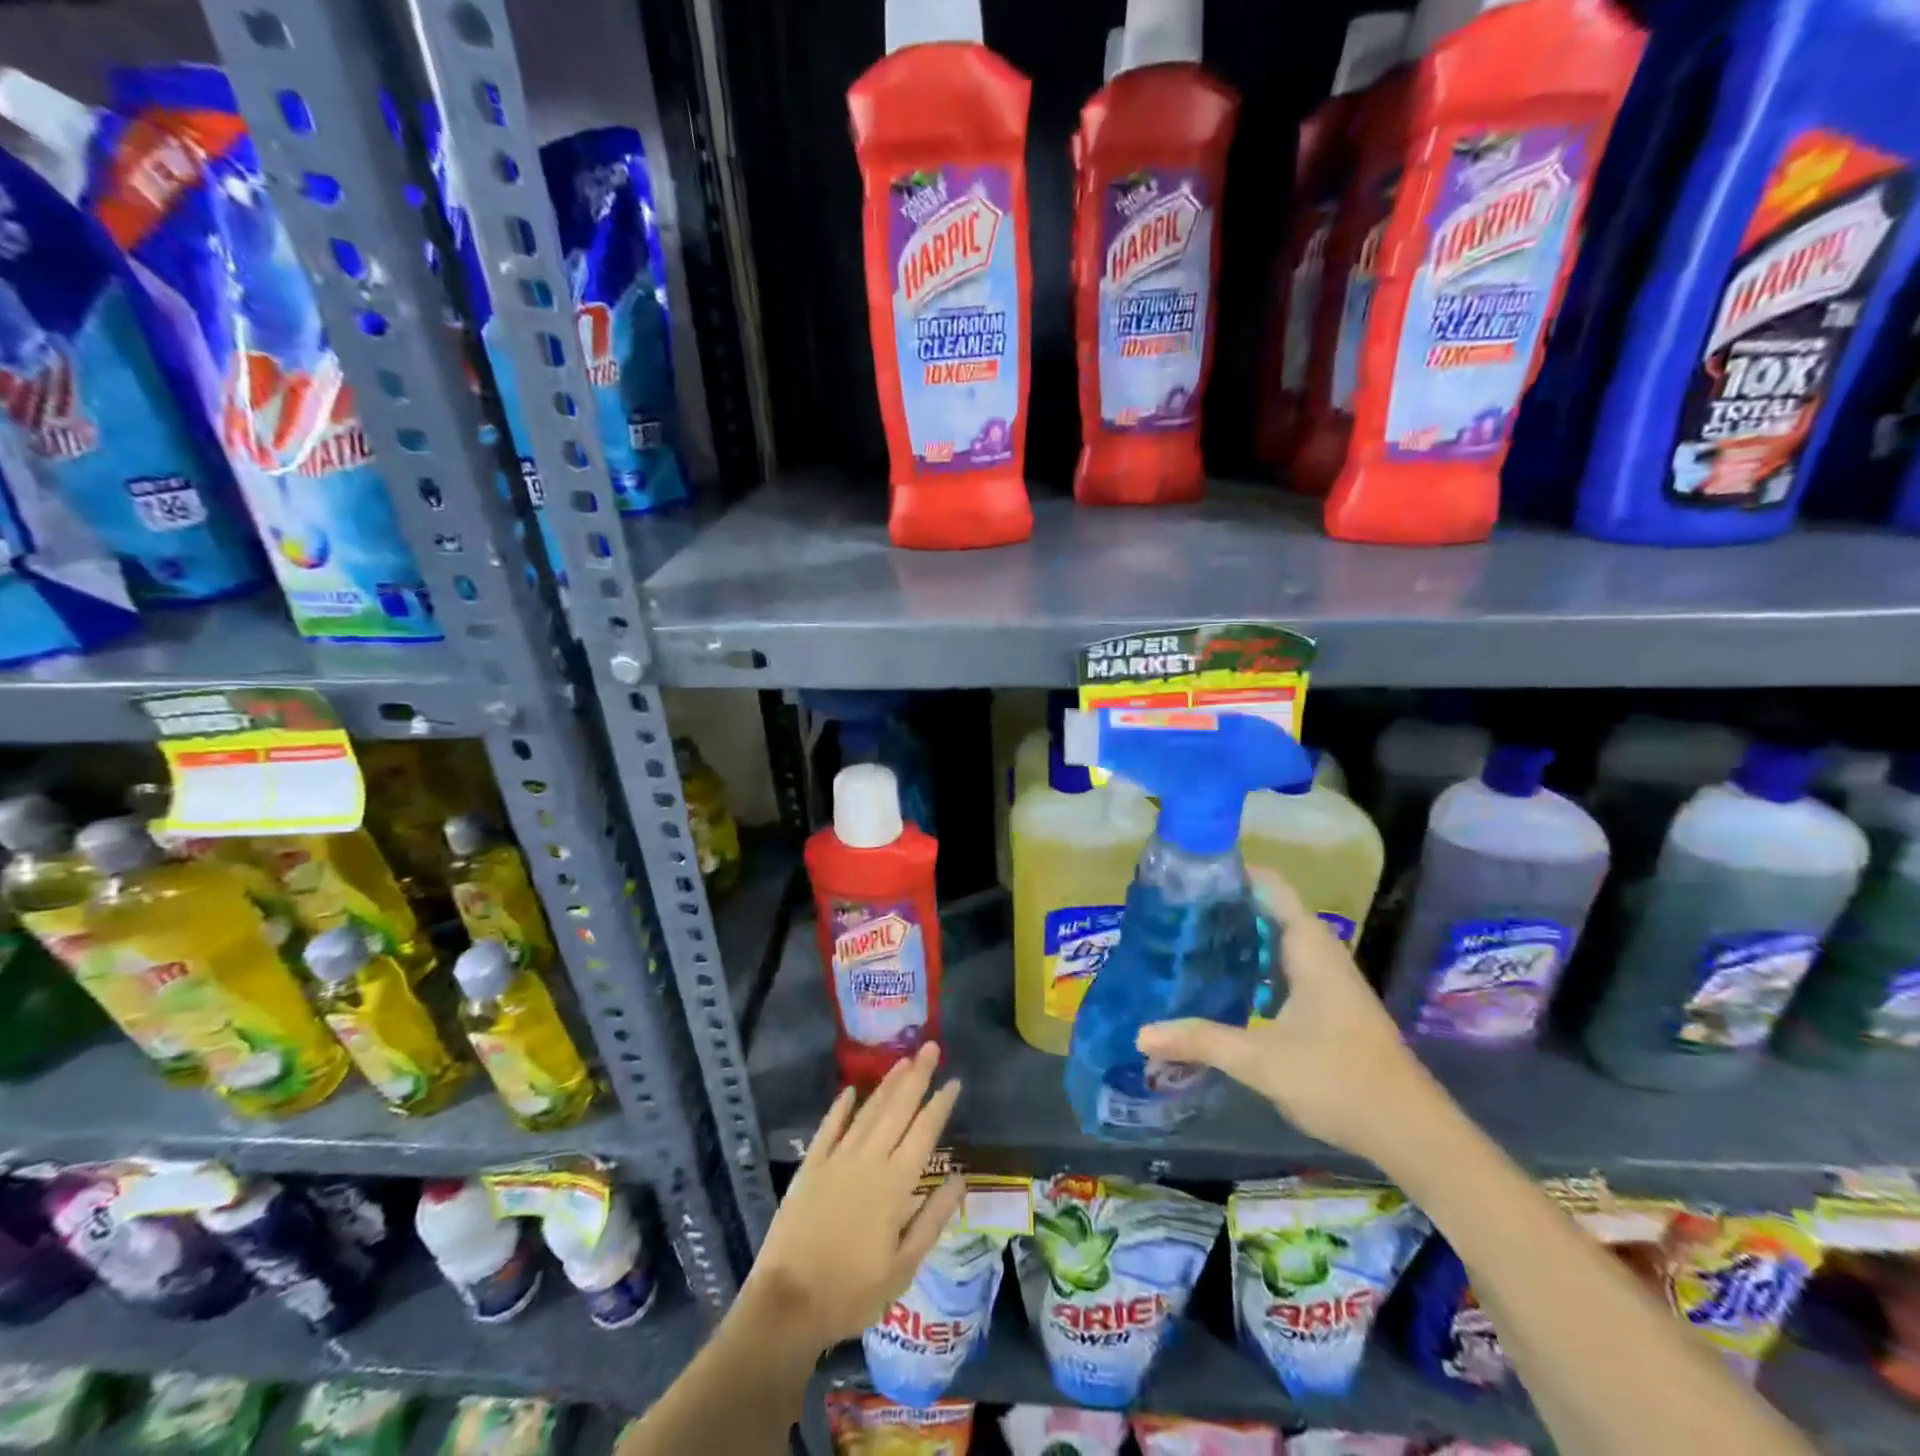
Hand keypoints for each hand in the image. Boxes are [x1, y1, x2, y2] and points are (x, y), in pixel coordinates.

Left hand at [741, 1042, 963, 1349]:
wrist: (788, 1305)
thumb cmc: (852, 1292)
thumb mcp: (904, 1267)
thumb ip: (932, 1218)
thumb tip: (961, 1179)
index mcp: (895, 1184)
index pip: (924, 1133)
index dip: (940, 1105)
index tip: (954, 1080)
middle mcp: (868, 1160)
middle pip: (897, 1109)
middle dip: (916, 1076)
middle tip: (930, 1047)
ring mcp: (836, 1159)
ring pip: (867, 1112)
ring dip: (886, 1085)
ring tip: (902, 1060)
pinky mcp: (810, 1167)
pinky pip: (828, 1128)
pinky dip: (839, 1108)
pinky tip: (849, 1090)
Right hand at [1136, 868, 1434, 1164]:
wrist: (1410, 1133)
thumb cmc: (1338, 1080)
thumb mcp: (1260, 1061)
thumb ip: (1199, 1040)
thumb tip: (1141, 1033)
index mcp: (1308, 946)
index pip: (1268, 884)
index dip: (1230, 874)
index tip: (1186, 878)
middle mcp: (1318, 951)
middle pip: (1266, 910)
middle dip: (1221, 909)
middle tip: (1172, 914)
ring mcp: (1324, 978)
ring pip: (1273, 941)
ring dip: (1235, 940)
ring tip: (1185, 943)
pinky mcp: (1325, 1003)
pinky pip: (1280, 966)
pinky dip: (1250, 966)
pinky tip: (1219, 986)